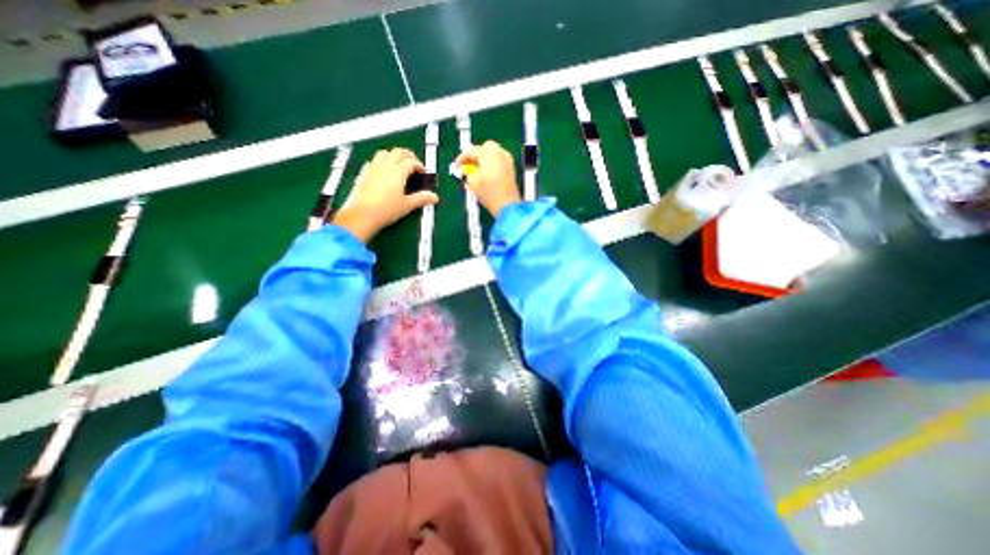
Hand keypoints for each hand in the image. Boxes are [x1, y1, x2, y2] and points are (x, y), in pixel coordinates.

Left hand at [333, 148, 435, 241]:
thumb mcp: (407, 205)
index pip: (411, 161)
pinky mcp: (363, 174)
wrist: (362, 215)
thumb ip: (422, 199)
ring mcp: (372, 168)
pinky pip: (373, 161)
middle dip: (408, 156)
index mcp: (398, 171)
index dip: (419, 165)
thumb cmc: (387, 210)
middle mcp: (385, 166)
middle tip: (413, 165)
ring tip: (398, 165)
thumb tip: (435, 197)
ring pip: (384, 153)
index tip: (423, 173)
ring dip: (393, 155)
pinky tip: (382, 172)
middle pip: (398, 152)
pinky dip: (380, 162)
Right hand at [453, 138, 521, 216]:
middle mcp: (500, 154)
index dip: (462, 158)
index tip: (457, 166)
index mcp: (489, 154)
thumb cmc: (489, 193)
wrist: (507, 205)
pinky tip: (486, 174)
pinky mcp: (511, 170)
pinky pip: (499, 161)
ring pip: (494, 153)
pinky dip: (492, 164)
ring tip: (477, 171)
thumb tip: (467, 170)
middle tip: (468, 165)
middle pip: (485, 147)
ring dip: (484, 159)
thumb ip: (467, 172)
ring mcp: (508, 161)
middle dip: (476, 154)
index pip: (472, 150)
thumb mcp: (473, 182)